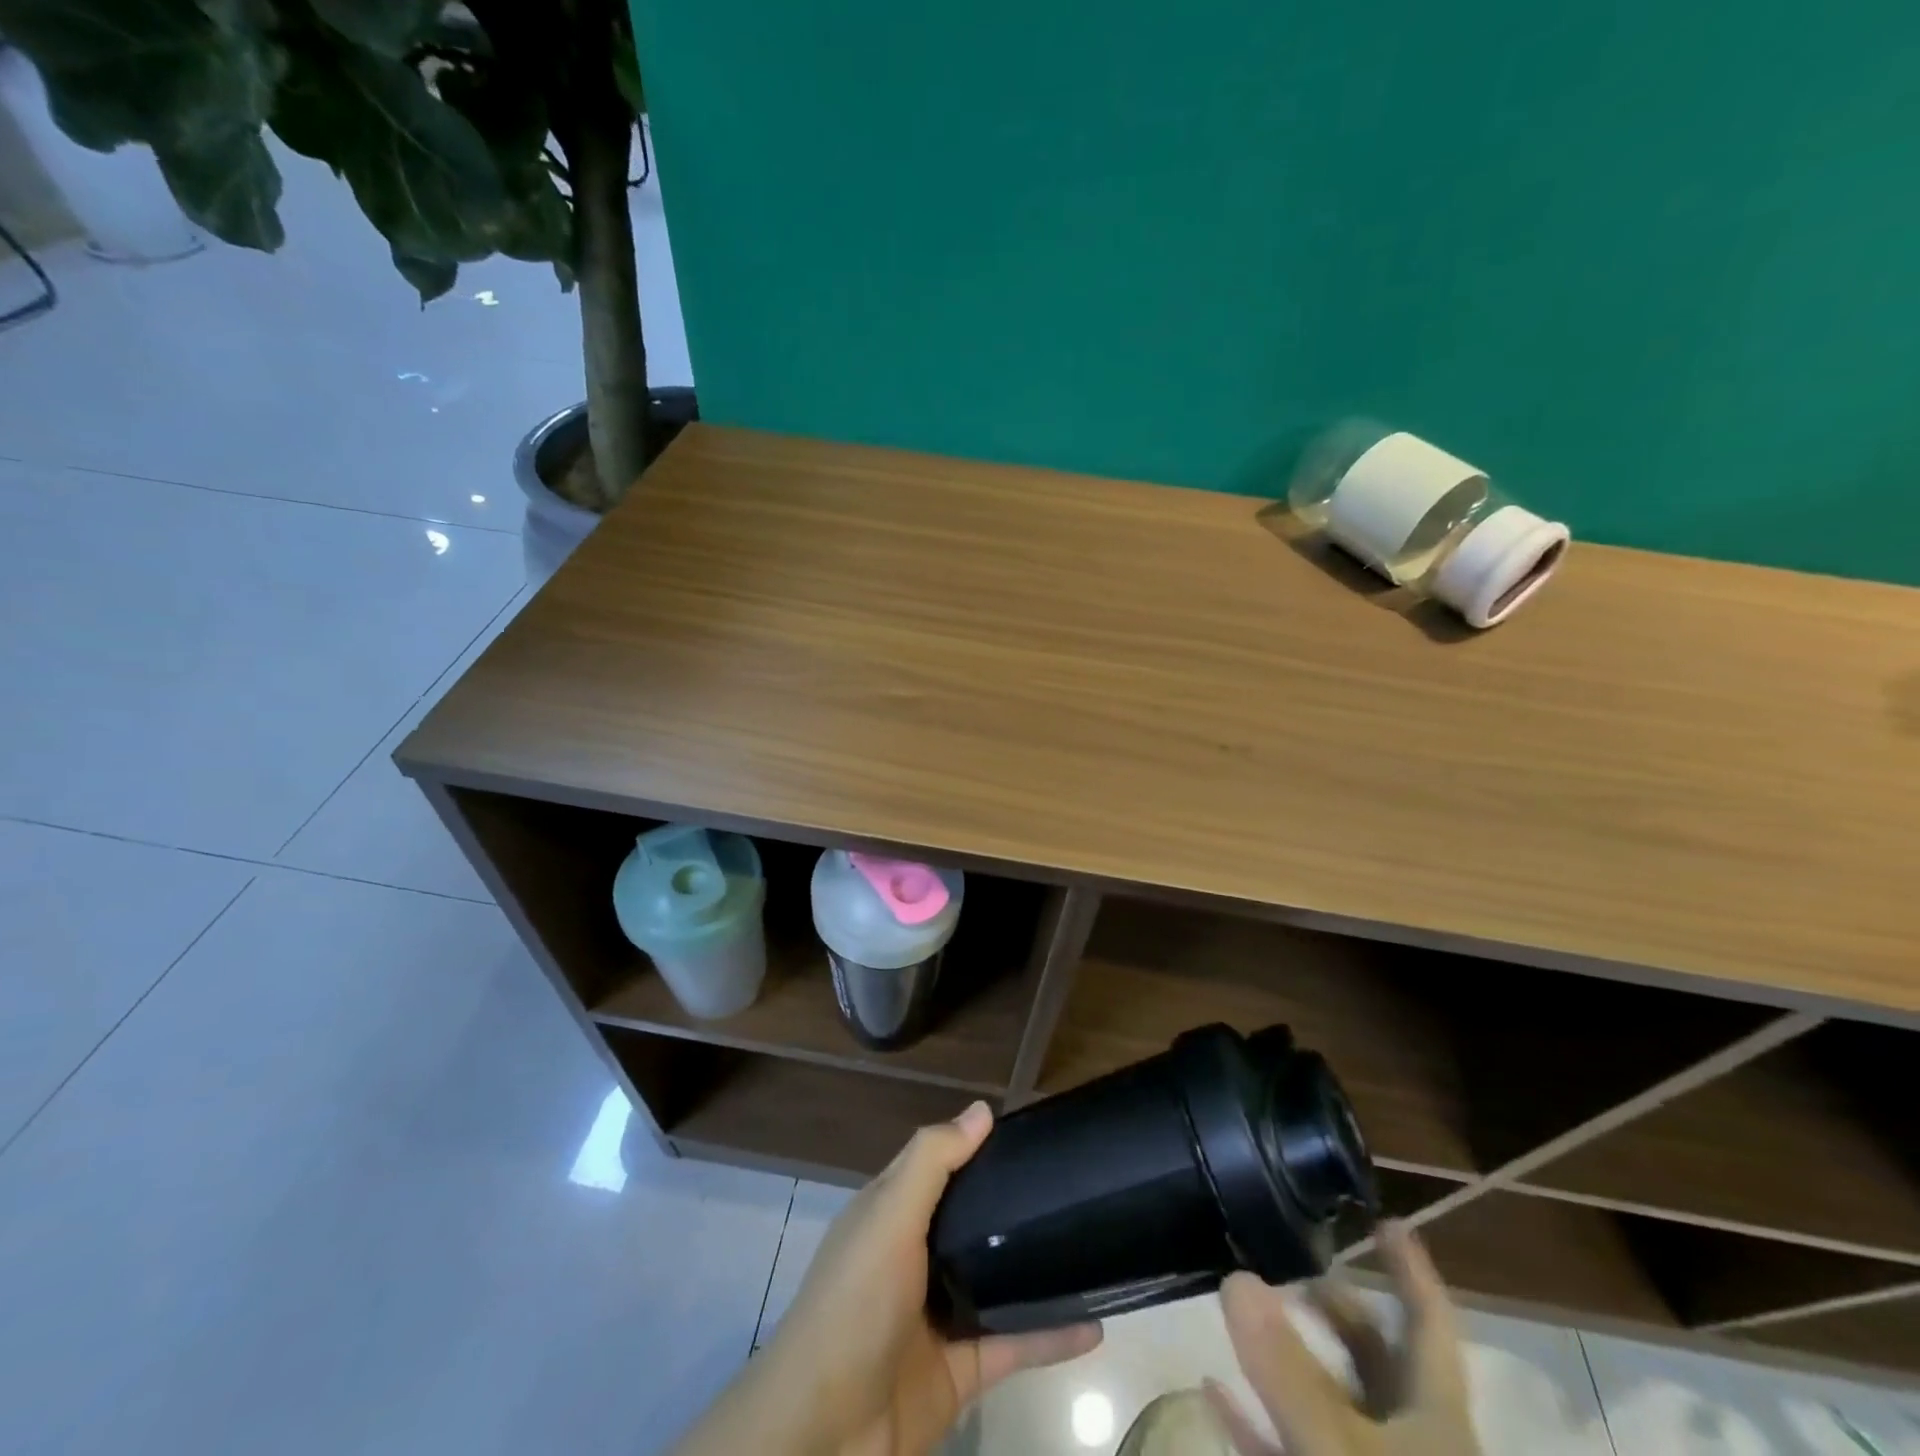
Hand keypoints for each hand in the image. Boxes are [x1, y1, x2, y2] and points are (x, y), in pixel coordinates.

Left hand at [672, 1101, 1101, 1455]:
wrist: (826, 1430)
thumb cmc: (855, 1301)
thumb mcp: (889, 1215)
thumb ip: (933, 1162)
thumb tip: (982, 1109)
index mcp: (893, 1213)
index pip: (940, 1167)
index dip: (977, 1147)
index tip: (1030, 1133)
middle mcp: (917, 1257)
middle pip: (974, 1221)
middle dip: (1016, 1205)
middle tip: (1074, 1186)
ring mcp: (941, 1315)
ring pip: (999, 1281)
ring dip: (1040, 1270)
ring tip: (1092, 1247)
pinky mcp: (963, 1370)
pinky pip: (1015, 1343)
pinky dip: (1052, 1336)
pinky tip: (1095, 1323)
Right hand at [1208, 1223, 1480, 1455]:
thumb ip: (1287, 1372)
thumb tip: (1236, 1275)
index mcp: (1433, 1422)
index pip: (1431, 1327)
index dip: (1413, 1272)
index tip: (1384, 1220)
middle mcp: (1409, 1445)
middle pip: (1376, 1359)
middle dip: (1332, 1305)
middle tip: (1285, 1258)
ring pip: (1332, 1404)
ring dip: (1288, 1357)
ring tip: (1245, 1308)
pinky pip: (1291, 1451)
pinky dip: (1254, 1421)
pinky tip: (1213, 1394)